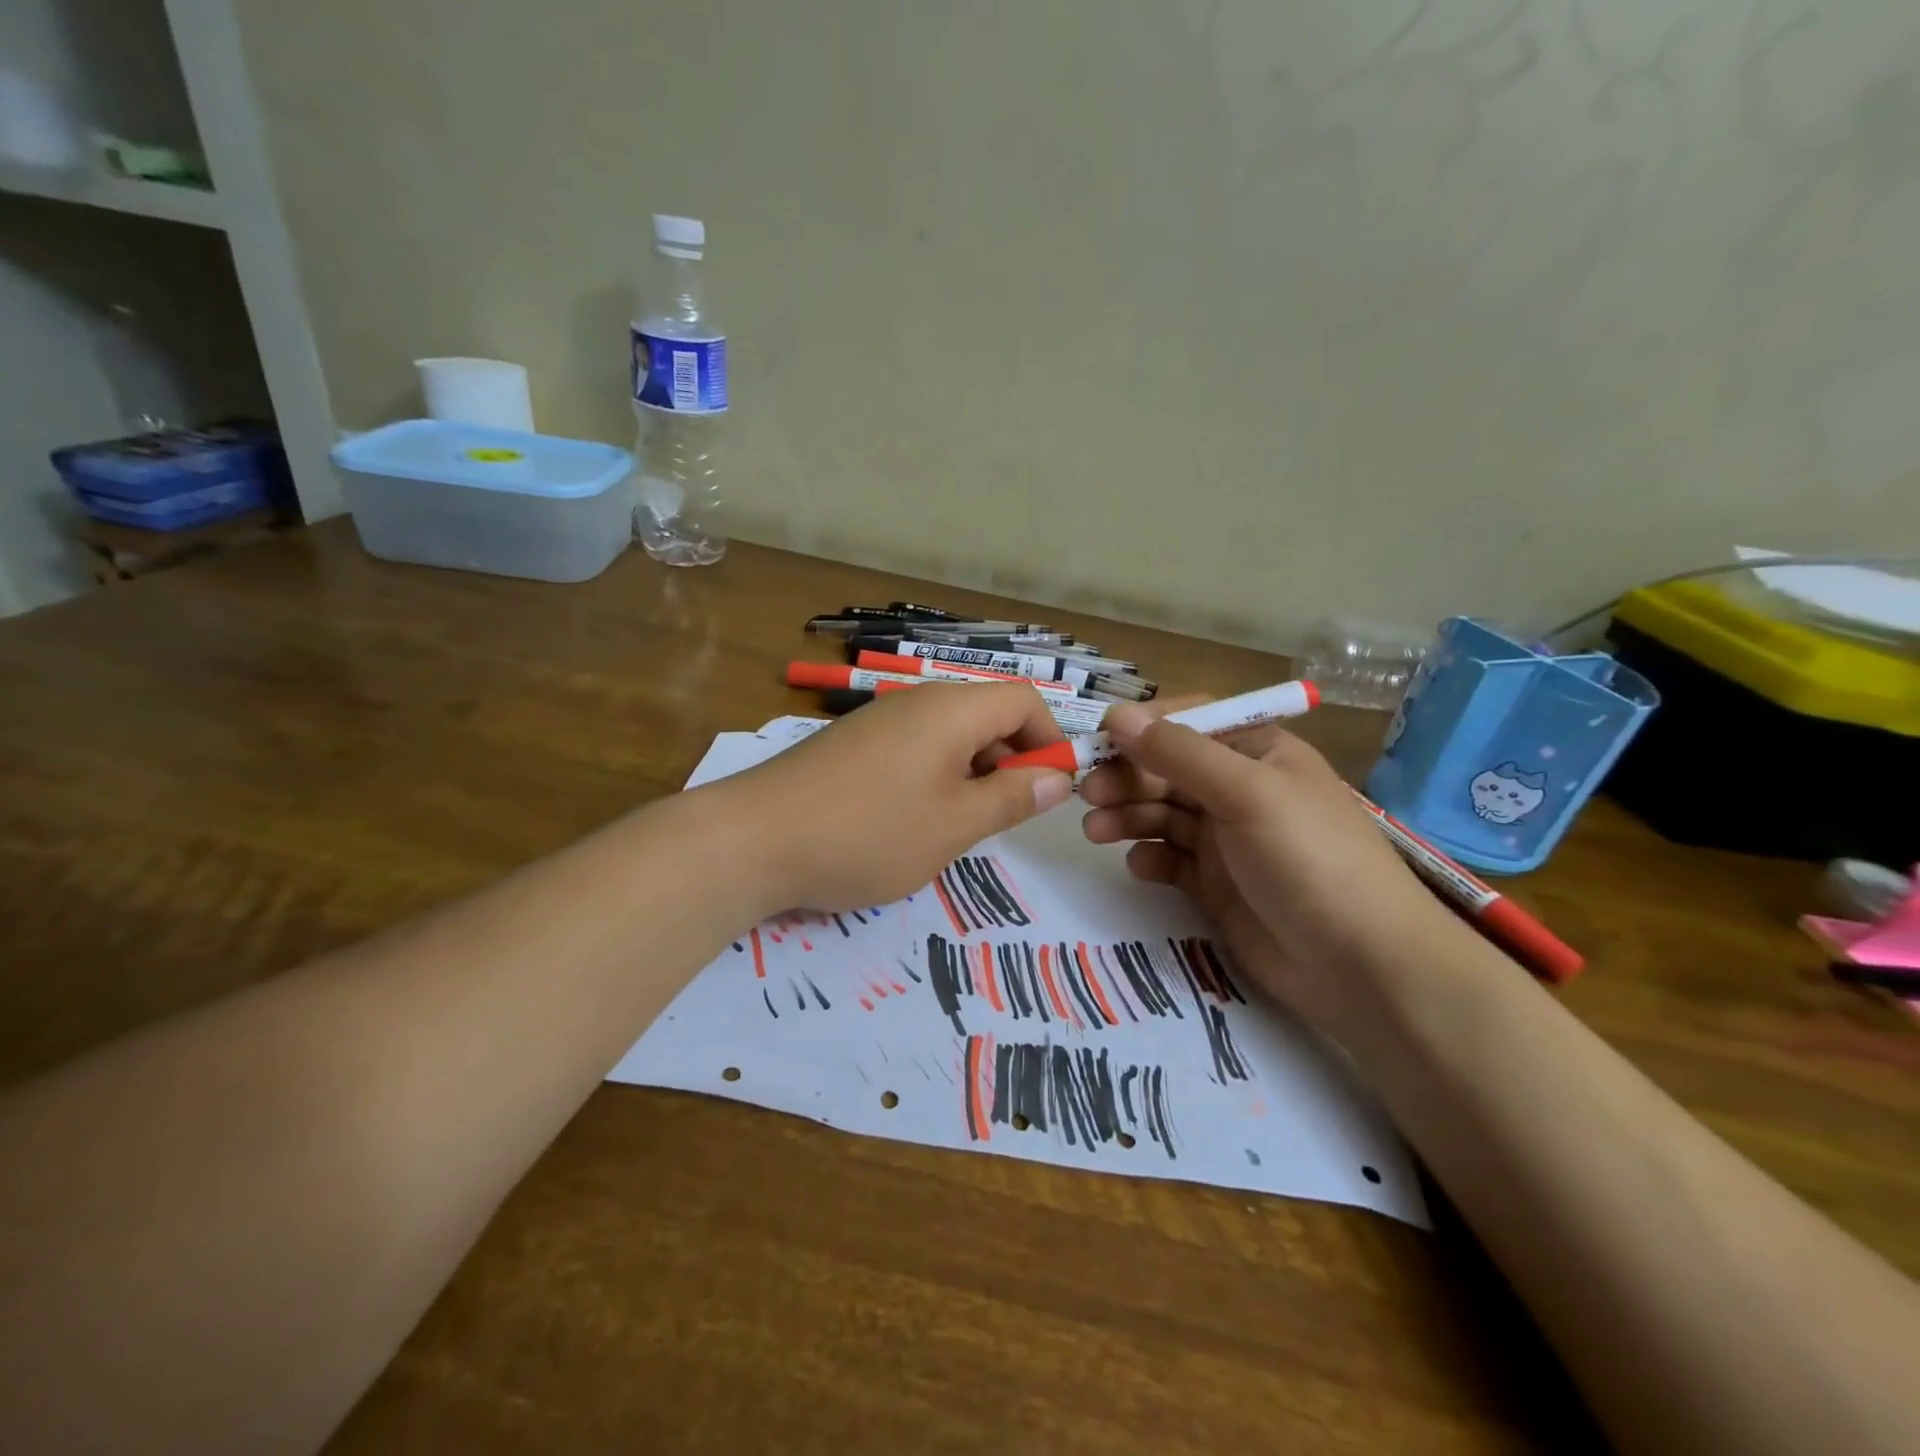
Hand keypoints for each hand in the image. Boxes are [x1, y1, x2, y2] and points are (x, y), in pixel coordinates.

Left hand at [715, 682, 1073, 914]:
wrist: (753, 839)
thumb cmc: (868, 832)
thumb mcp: (954, 825)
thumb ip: (1010, 799)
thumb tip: (1056, 779)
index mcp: (951, 710)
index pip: (1024, 701)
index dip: (1050, 740)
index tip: (1051, 791)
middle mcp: (918, 701)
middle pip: (987, 714)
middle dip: (1012, 760)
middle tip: (1008, 817)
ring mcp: (880, 721)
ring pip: (950, 735)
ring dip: (973, 773)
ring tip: (962, 826)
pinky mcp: (853, 744)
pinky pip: (915, 748)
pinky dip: (935, 777)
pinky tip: (915, 821)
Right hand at [1079, 699, 1449, 1031]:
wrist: (1362, 966)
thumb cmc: (1310, 859)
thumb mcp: (1247, 793)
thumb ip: (1179, 754)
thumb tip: (1117, 717)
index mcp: (1257, 753)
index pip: (1189, 723)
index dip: (1144, 728)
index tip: (1100, 742)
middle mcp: (1238, 790)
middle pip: (1167, 770)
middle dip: (1127, 777)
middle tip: (1087, 795)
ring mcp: (1226, 840)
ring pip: (1161, 814)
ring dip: (1127, 816)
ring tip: (1096, 831)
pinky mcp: (1215, 885)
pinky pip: (1169, 860)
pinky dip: (1149, 858)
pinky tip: (1140, 868)